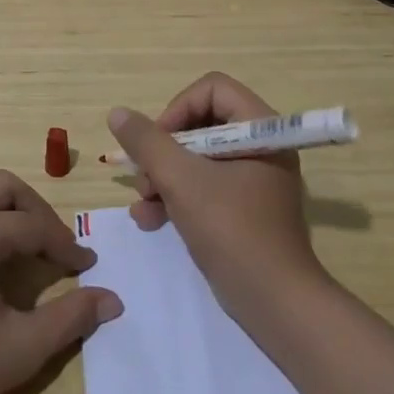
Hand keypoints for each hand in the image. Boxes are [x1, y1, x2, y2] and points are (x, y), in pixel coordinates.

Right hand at [108, 72, 329, 325]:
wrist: (275, 304)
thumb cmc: (232, 230)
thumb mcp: (182, 181)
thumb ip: (147, 143)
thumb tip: (118, 114)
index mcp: (261, 129)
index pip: (212, 89)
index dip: (178, 109)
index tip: (157, 142)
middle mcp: (260, 146)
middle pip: (200, 123)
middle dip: (164, 151)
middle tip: (144, 178)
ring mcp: (252, 179)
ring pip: (196, 158)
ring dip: (162, 177)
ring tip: (143, 203)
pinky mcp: (242, 208)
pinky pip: (203, 186)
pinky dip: (176, 198)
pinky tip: (150, 220)